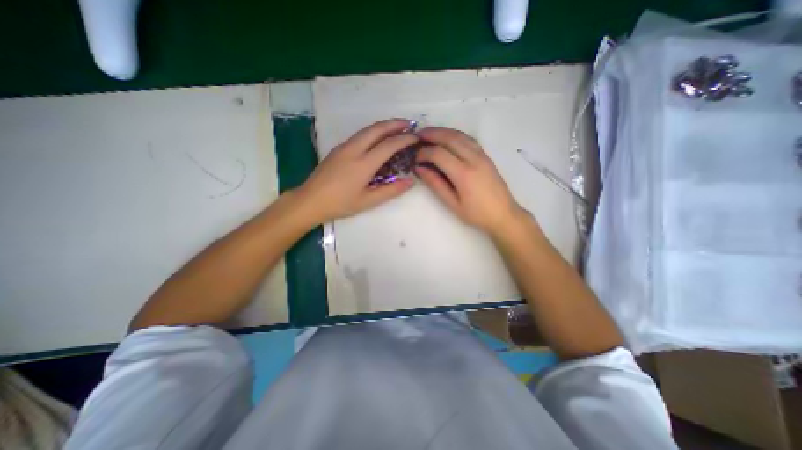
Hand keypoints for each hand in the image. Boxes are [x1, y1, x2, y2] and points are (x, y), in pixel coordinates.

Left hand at [296, 120, 419, 224]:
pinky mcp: (338, 149)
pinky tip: (377, 138)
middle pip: (377, 129)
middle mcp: (354, 150)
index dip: (404, 139)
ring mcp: (344, 147)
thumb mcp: (368, 201)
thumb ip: (390, 191)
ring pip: (366, 130)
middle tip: (409, 124)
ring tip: (396, 127)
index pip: (389, 145)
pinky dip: (373, 132)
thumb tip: (410, 182)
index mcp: (363, 164)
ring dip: (383, 126)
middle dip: (394, 124)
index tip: (416, 138)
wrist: (310, 200)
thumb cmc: (340, 204)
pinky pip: (359, 135)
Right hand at [417, 127, 523, 235]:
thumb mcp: (453, 204)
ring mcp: (482, 155)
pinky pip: (468, 139)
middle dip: (431, 134)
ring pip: (460, 135)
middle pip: (449, 138)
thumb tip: (419, 169)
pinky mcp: (486, 155)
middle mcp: (473, 159)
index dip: (424, 153)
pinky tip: (447, 137)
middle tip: (417, 135)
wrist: (503, 214)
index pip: (439, 154)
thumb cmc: (476, 213)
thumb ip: (436, 184)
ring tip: (428, 133)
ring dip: (443, 131)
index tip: (415, 158)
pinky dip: (454, 134)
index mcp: (464, 174)